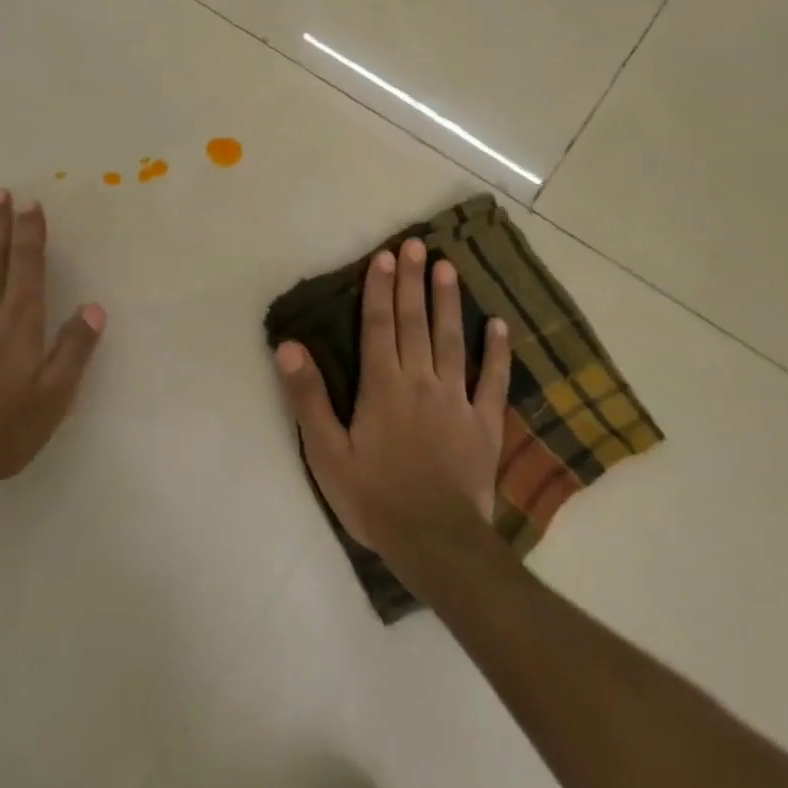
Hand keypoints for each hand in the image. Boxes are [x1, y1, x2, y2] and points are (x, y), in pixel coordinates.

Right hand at [275, 237, 510, 569]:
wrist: (435, 541)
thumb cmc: (373, 497)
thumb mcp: (326, 452)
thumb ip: (308, 397)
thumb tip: (289, 347)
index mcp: (383, 386)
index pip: (380, 325)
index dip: (381, 289)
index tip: (386, 256)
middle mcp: (421, 381)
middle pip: (415, 322)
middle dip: (413, 282)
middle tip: (417, 246)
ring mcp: (457, 400)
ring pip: (452, 340)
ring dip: (449, 302)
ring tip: (449, 268)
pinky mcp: (484, 424)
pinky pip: (493, 380)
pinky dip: (497, 352)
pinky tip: (499, 326)